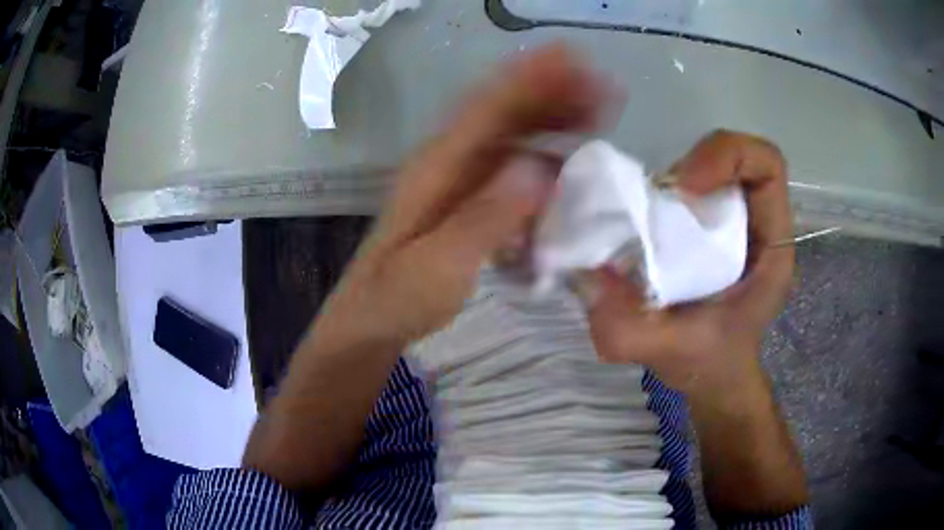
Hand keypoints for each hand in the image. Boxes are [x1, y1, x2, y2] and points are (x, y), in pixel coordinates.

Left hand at [316, 45, 610, 348]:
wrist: (371, 320)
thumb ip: (485, 218)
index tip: (573, 59)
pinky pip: (511, 165)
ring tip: (597, 113)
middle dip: (553, 93)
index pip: (488, 108)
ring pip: (511, 134)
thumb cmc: (398, 297)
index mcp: (437, 167)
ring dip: (552, 118)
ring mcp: (458, 180)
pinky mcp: (468, 200)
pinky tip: (567, 159)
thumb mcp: (437, 266)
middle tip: (602, 86)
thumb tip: (538, 168)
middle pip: (504, 113)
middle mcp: (449, 161)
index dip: (531, 78)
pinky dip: (542, 154)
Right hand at [584, 130, 793, 395]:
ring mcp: (731, 220)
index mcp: (771, 245)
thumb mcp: (676, 355)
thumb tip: (585, 277)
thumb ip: (631, 330)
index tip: (685, 188)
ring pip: (705, 168)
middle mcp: (754, 221)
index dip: (726, 157)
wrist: (712, 375)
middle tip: (654, 205)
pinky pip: (684, 191)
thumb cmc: (712, 364)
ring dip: (668, 184)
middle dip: (690, 168)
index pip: (765, 165)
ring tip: (642, 220)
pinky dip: (656, 199)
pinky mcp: (706, 225)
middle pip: (732, 156)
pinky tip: (637, 230)